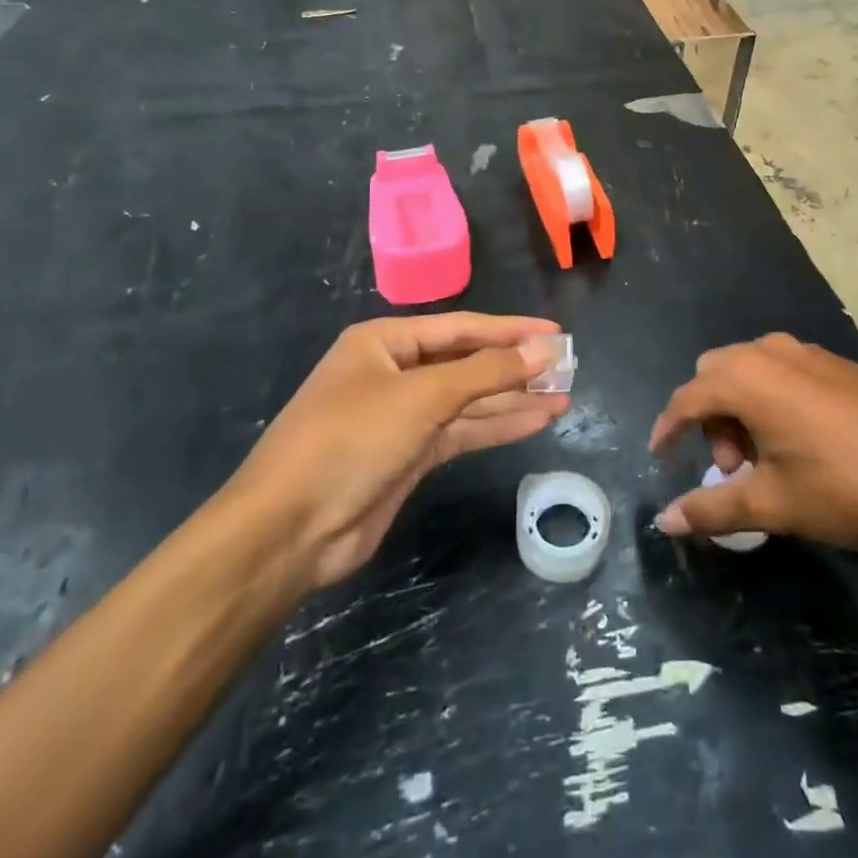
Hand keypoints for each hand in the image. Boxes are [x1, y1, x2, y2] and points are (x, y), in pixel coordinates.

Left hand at [224, 314, 568, 593]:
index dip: (512, 330)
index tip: (556, 332)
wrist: (289, 530)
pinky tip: (536, 421)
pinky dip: (497, 426)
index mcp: (386, 341)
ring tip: (564, 396)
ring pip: (470, 399)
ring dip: (514, 398)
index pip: (462, 327)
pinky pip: (463, 431)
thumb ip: (486, 372)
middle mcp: (395, 372)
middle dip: (516, 366)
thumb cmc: (351, 440)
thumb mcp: (422, 397)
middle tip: (567, 368)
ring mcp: (403, 416)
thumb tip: (543, 349)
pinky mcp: (410, 455)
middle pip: (468, 362)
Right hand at [648, 334, 857, 576]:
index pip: (687, 398)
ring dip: (741, 410)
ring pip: (750, 371)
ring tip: (768, 461)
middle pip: (715, 376)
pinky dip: (771, 401)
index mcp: (745, 378)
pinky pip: (782, 372)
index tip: (660, 457)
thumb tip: (664, 521)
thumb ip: (711, 509)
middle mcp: (769, 352)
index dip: (668, 429)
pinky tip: (801, 444)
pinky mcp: (835, 363)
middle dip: (710, 421)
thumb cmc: (842, 485)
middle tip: (733, 470)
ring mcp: (806, 352)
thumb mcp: (771, 504)